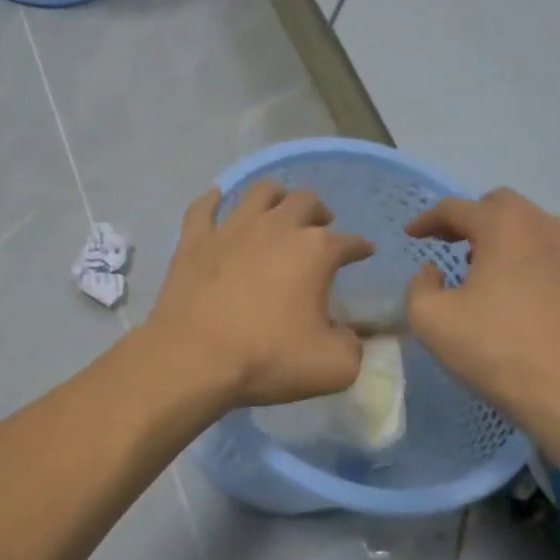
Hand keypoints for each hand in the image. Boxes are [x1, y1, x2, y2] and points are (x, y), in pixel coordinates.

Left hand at [147, 181, 373, 407]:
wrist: (195, 357)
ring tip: (279, 208)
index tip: (364, 252)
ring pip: (260, 193)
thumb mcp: (333, 366)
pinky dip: (213, 201)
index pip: (349, 242)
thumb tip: (349, 336)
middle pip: (306, 202)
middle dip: (320, 212)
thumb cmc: (268, 358)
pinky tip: (217, 199)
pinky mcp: (195, 239)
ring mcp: (232, 228)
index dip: (360, 247)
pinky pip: (203, 207)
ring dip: (276, 196)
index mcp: (315, 250)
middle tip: (322, 225)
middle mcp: (276, 227)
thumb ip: (353, 346)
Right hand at [404, 189, 559, 419]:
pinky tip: (527, 299)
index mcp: (504, 227)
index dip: (428, 220)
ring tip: (489, 272)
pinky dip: (536, 267)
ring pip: (536, 231)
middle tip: (452, 245)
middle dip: (473, 220)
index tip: (412, 236)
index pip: (457, 208)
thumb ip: (420, 286)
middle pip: (503, 206)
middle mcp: (547, 228)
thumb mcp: (430, 319)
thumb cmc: (495, 349)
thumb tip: (434, 273)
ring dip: (507, 242)